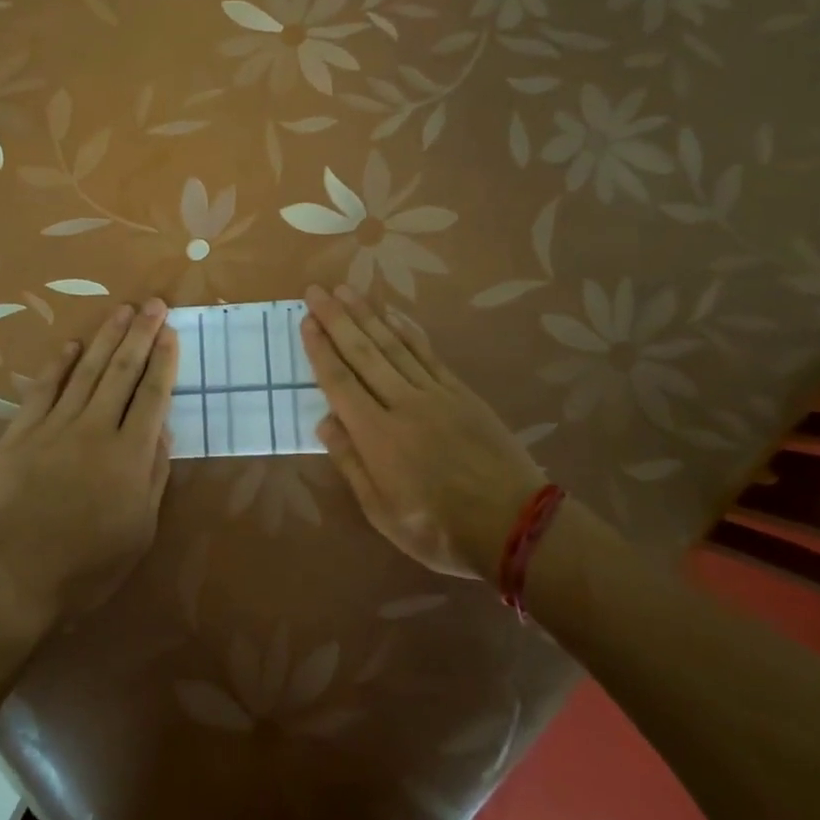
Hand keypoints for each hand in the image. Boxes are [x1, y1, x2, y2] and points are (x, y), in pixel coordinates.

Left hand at [0, 299, 178, 626]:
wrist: (14, 578)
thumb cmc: (87, 565)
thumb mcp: (140, 530)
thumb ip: (153, 475)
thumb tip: (163, 431)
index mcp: (129, 454)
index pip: (153, 395)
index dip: (164, 360)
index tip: (171, 332)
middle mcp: (95, 429)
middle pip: (123, 372)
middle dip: (141, 335)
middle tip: (153, 304)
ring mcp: (55, 427)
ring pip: (86, 371)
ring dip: (106, 339)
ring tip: (121, 312)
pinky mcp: (20, 434)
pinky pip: (42, 390)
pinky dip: (57, 365)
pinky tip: (72, 345)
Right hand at [302, 284, 545, 580]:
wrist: (514, 525)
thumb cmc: (439, 529)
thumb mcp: (382, 512)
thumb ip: (352, 464)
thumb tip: (325, 422)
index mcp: (377, 436)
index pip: (340, 382)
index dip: (320, 350)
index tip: (306, 321)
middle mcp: (402, 404)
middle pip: (363, 353)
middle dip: (336, 319)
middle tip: (316, 290)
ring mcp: (435, 394)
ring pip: (393, 345)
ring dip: (367, 315)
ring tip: (346, 290)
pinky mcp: (461, 392)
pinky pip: (428, 354)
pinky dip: (408, 331)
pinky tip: (393, 315)